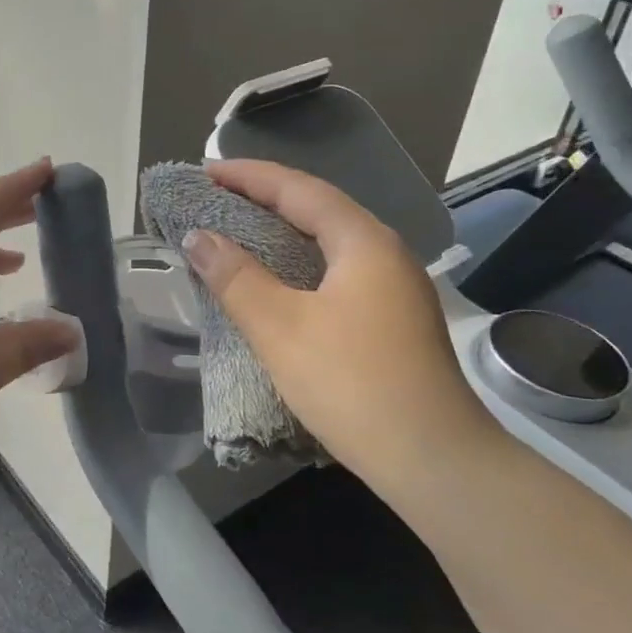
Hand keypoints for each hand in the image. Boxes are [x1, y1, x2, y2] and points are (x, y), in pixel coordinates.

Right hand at [179, 160, 502, 496]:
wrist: (433, 460)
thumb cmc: (352, 384)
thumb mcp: (281, 328)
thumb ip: (235, 278)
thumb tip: (198, 237)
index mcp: (363, 242)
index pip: (299, 189)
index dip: (248, 176)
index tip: (204, 173)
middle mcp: (385, 254)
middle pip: (318, 210)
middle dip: (264, 200)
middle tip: (215, 202)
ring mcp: (395, 289)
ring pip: (329, 245)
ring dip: (282, 235)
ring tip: (237, 236)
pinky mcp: (394, 321)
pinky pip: (338, 274)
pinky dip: (299, 267)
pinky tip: (278, 286)